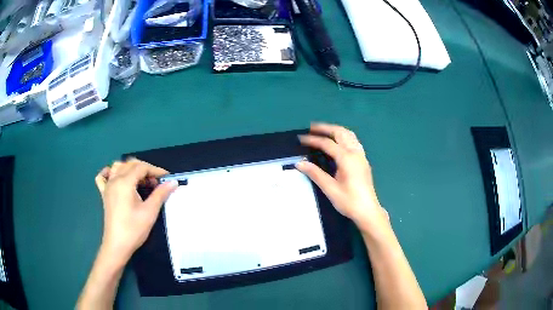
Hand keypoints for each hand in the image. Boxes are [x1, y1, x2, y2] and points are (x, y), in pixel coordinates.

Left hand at [94, 159, 177, 264]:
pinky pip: (103, 177)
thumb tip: (173, 182)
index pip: (141, 167)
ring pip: (118, 166)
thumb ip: (160, 194)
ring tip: (140, 181)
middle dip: (145, 169)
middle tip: (156, 183)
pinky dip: (109, 172)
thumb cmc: (134, 229)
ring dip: (130, 169)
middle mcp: (114, 179)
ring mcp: (107, 186)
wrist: (117, 245)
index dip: (155, 170)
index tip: (167, 178)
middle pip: (130, 164)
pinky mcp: (104, 194)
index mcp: (125, 182)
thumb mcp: (149, 212)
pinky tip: (116, 177)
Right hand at [296, 123, 388, 232]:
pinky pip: (354, 141)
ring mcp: (361, 156)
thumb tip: (299, 163)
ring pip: (349, 135)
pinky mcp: (363, 161)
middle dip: (326, 128)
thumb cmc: (349, 201)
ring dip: (336, 130)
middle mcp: (355, 153)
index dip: (313, 140)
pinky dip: (344, 136)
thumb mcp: (330, 188)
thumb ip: (315, 173)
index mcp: (347, 158)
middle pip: (340, 133)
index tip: (301, 138)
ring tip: (324, 131)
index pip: (327, 144)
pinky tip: (338, 142)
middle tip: (312, 128)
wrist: (367, 211)